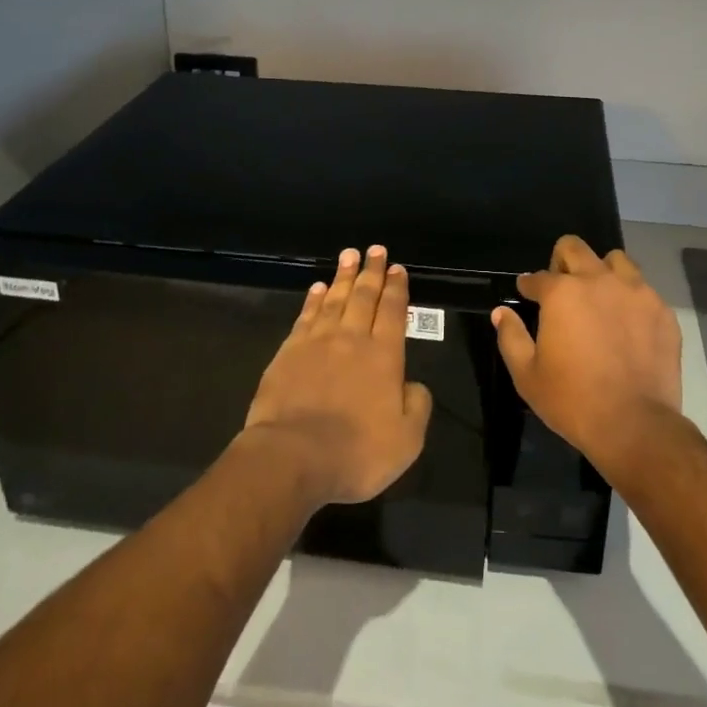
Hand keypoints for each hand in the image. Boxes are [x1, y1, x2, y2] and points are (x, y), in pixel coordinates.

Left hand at [244, 246, 432, 505]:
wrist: (292, 457)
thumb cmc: (356, 452)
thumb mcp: (407, 440)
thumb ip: (417, 406)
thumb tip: (414, 384)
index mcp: (385, 356)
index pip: (394, 312)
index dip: (397, 288)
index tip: (397, 268)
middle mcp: (353, 339)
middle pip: (365, 296)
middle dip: (372, 271)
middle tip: (375, 250)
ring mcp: (318, 342)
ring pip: (335, 299)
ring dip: (344, 276)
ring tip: (349, 255)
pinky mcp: (289, 352)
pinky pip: (306, 316)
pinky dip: (314, 299)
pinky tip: (318, 287)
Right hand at [490, 236, 683, 477]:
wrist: (635, 425)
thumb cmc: (573, 400)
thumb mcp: (527, 375)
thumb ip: (511, 337)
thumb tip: (501, 313)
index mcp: (562, 293)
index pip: (537, 277)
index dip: (528, 285)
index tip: (527, 293)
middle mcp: (598, 280)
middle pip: (574, 248)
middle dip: (562, 261)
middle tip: (562, 288)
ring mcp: (635, 292)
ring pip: (615, 260)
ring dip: (602, 271)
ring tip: (599, 298)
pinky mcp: (661, 310)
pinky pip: (643, 289)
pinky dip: (630, 298)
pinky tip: (627, 323)